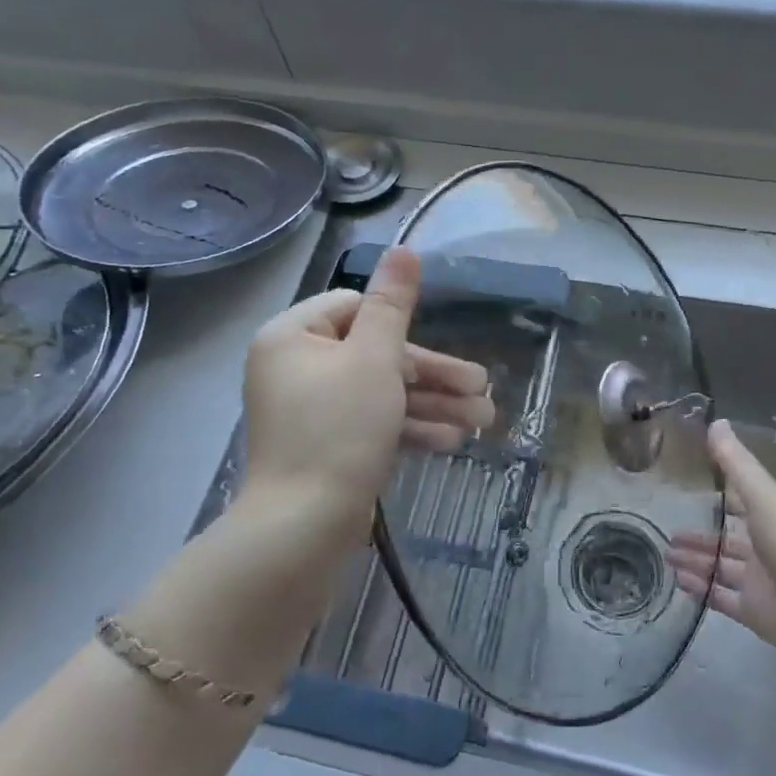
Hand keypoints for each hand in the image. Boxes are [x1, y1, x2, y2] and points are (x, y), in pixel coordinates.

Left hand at [240, 247, 493, 534]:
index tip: (436, 351)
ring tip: (483, 420)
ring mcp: (311, 410)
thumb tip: (403, 248)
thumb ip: (392, 304)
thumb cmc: (339, 429)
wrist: (304, 527)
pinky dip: (409, 428)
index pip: (353, 308)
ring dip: (432, 403)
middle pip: (375, 354)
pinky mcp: (327, 445)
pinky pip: (372, 423)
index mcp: (292, 336)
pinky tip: (453, 440)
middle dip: (433, 374)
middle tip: (483, 388)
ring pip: (380, 392)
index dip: (399, 327)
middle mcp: (296, 368)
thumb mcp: (374, 358)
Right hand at [666, 419, 775, 676]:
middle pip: (726, 537)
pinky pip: (720, 596)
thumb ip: (737, 465)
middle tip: (668, 531)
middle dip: (700, 534)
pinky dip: (700, 588)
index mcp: (773, 517)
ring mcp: (760, 582)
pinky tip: (677, 581)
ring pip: (720, 566)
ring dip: (695, 560)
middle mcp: (766, 547)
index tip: (690, 482)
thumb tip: (716, 421)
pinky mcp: (754, 612)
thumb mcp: (765, 500)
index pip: (742, 501)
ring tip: (665, 554)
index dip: (719, 491)